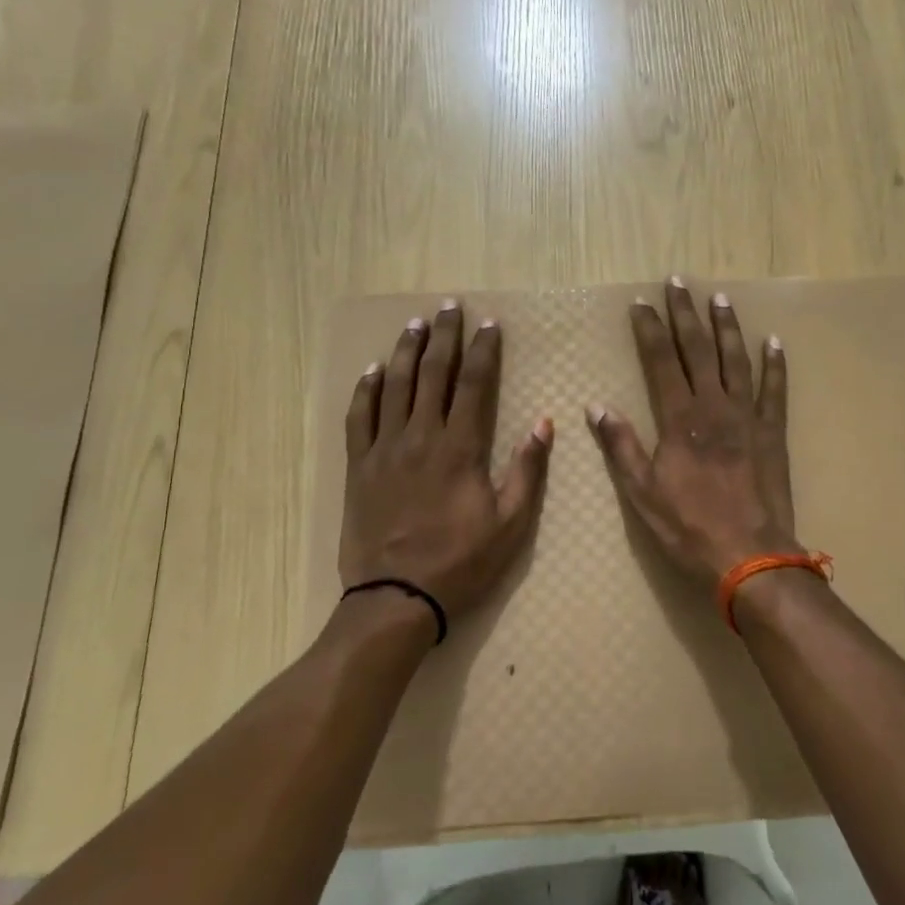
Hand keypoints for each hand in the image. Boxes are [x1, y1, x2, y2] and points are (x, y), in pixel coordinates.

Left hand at [339, 301, 552, 624]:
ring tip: (415, 324)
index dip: (482, 350)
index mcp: (459, 447)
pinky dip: (366, 390)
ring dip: (406, 351)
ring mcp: (384, 449)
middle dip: (444, 336)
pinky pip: (359, 417)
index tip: (488, 324)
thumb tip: (544, 424)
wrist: (395, 597)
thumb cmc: (460, 561)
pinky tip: (373, 370)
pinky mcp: (359, 466)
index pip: (473, 383)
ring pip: (395, 386)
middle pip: (433, 373)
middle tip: (449, 307)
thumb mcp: (510, 523)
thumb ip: (527, 470)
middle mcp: (420, 436)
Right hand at [587, 278, 801, 595]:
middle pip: (697, 349)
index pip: (660, 361)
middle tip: (678, 282)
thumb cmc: (689, 526)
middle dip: (685, 314)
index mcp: (680, 418)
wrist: (749, 555)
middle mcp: (714, 406)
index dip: (650, 329)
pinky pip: (775, 391)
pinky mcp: (772, 432)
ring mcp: (747, 416)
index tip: (642, 302)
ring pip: (736, 360)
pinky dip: (775, 365)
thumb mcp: (642, 492)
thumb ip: (621, 446)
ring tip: (719, 298)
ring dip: (726, 327)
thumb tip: (596, 407)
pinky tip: (773, 342)